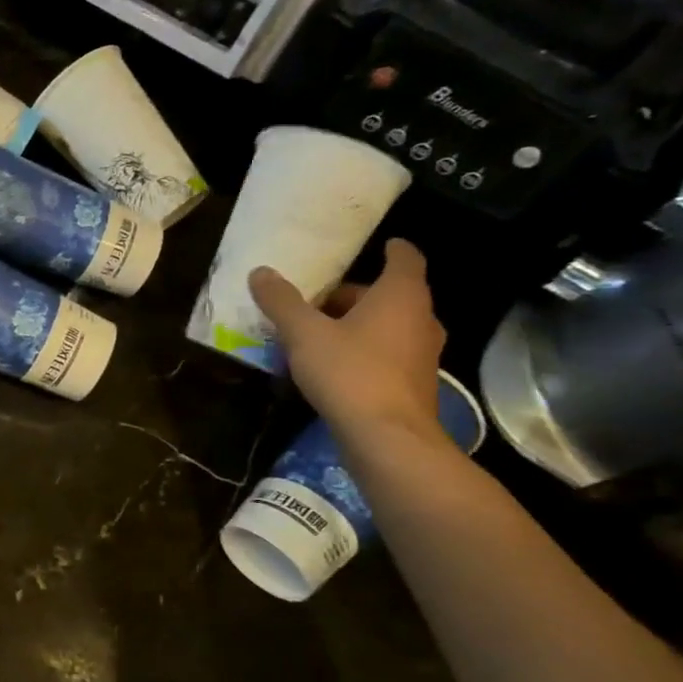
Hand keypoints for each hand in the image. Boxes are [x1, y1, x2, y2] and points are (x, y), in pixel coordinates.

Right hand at [249, 238, 446, 447]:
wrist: (386, 437)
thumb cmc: (349, 372)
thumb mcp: (304, 333)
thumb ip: (282, 302)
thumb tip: (261, 272)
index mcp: (400, 297)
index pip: (405, 259)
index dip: (393, 249)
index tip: (380, 244)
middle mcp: (420, 319)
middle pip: (389, 295)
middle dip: (353, 294)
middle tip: (315, 299)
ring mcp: (421, 354)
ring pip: (388, 326)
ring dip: (356, 324)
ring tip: (315, 332)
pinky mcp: (413, 383)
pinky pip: (386, 353)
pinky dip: (362, 349)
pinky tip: (330, 364)